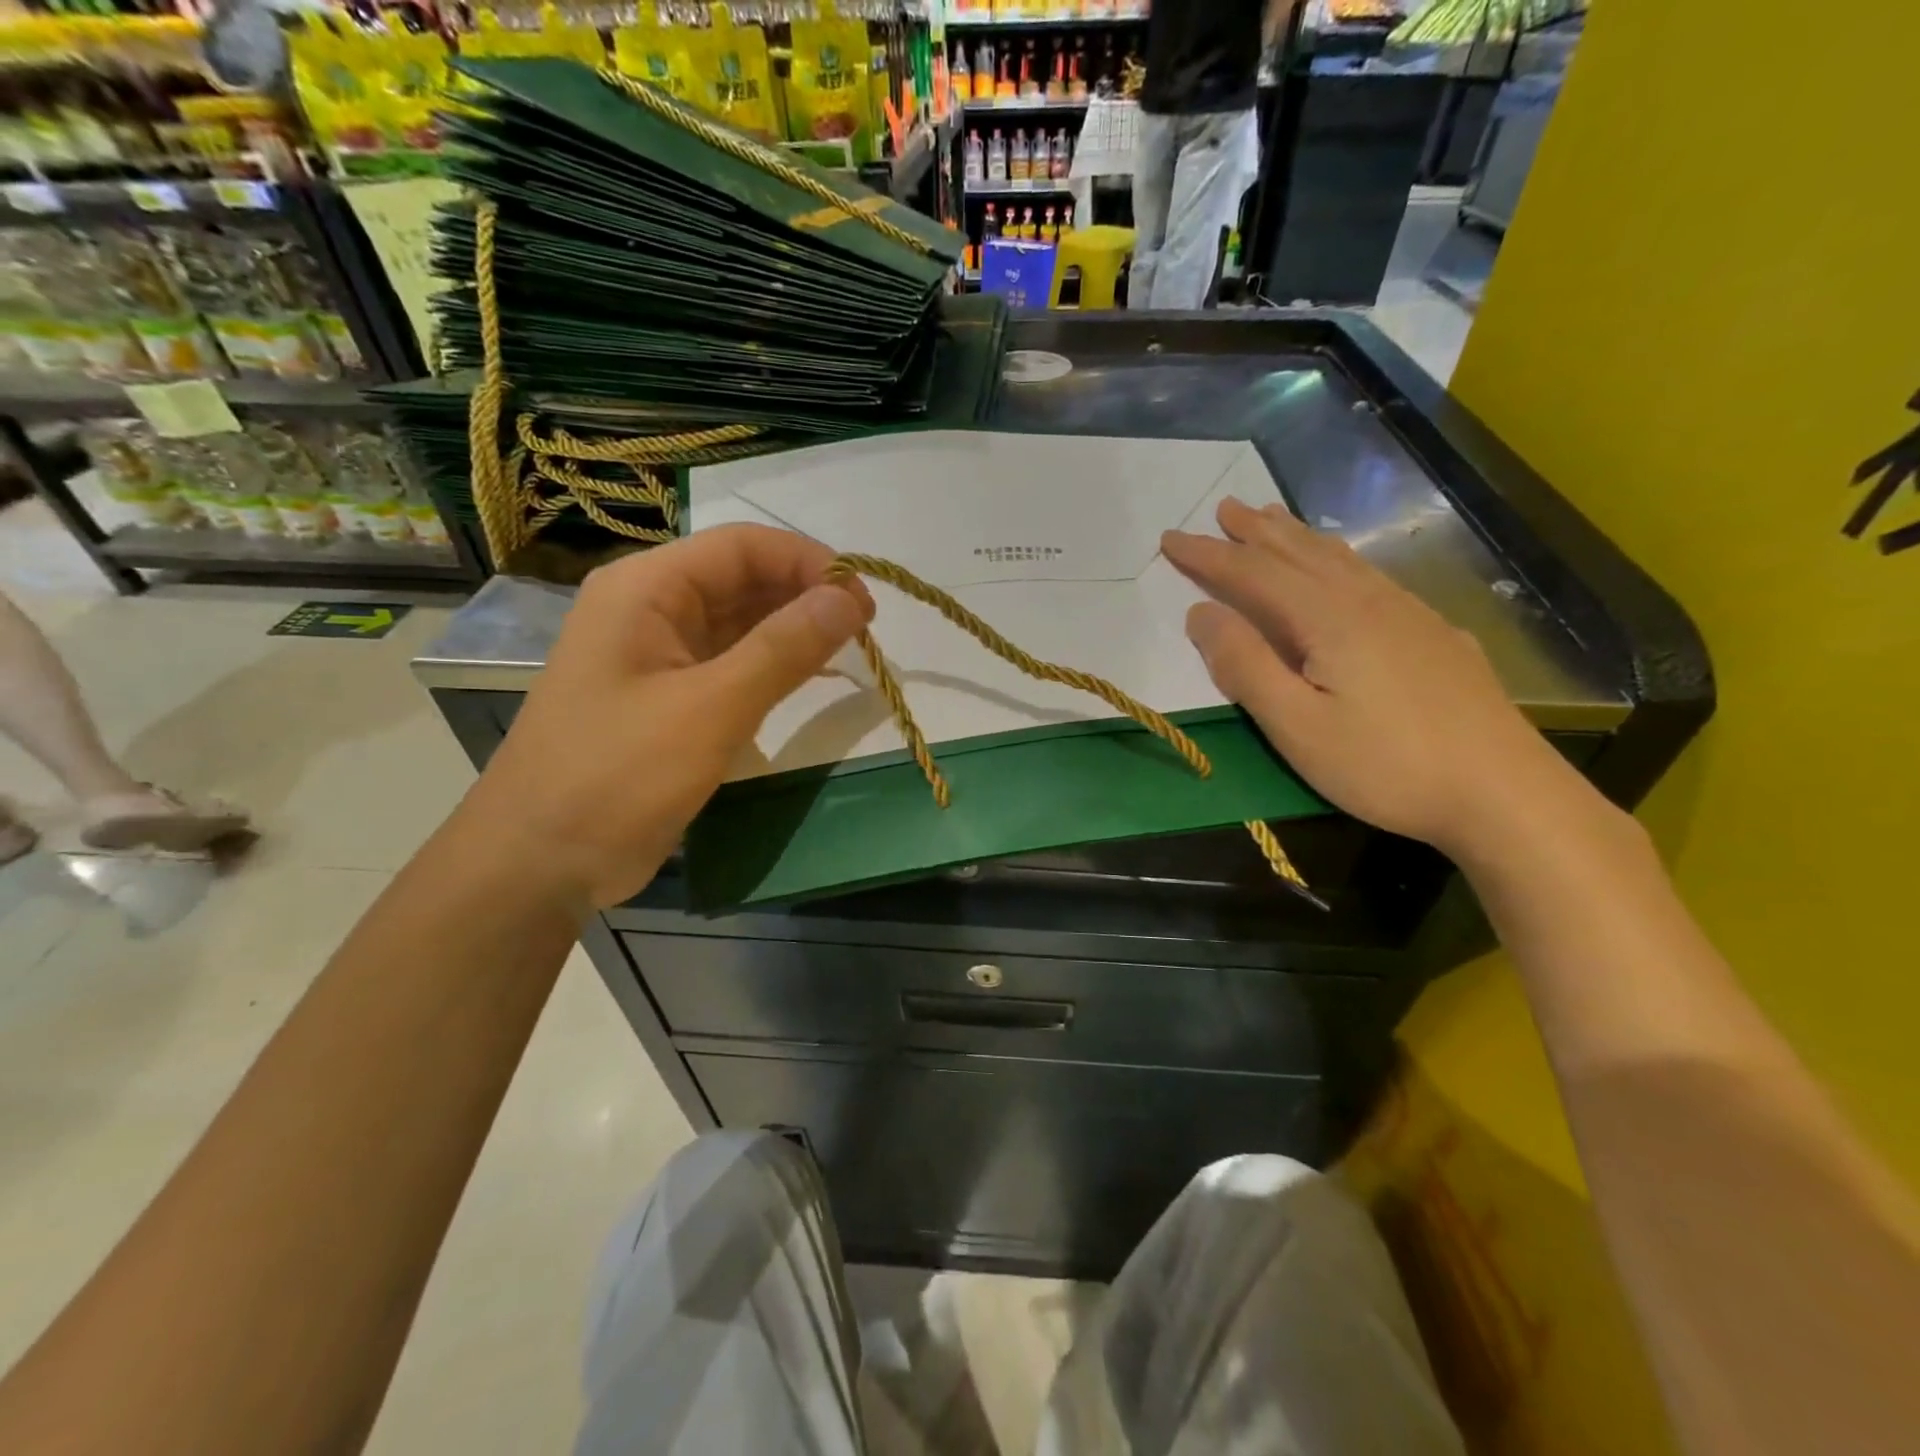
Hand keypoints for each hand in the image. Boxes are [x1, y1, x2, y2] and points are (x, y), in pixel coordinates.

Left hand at [461, 525, 871, 909]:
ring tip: (849, 650)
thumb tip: (850, 599)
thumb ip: (783, 650)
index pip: (743, 546)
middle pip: (742, 578)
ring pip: (740, 621)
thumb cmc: (617, 776)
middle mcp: (650, 608)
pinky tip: (809, 678)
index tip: (864, 601)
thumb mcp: (710, 709)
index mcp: (646, 589)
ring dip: (793, 630)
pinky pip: (730, 662)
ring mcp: (657, 654)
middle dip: (806, 595)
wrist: (539, 862)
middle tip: (866, 630)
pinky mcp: (668, 696)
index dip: (810, 562)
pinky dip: (772, 665)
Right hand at [1162, 498, 1591, 859]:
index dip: (1208, 556)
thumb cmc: (1385, 765)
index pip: (1253, 574)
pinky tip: (1344, 570)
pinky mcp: (1435, 634)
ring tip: (1273, 518)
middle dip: (1254, 532)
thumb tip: (1200, 612)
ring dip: (1298, 537)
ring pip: (1340, 559)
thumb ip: (1244, 666)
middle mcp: (1368, 601)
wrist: (1504, 792)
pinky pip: (1371, 576)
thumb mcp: (1296, 726)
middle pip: (1299, 553)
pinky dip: (1339, 558)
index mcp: (1327, 619)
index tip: (1170, 538)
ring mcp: (1409, 614)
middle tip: (1222, 508)